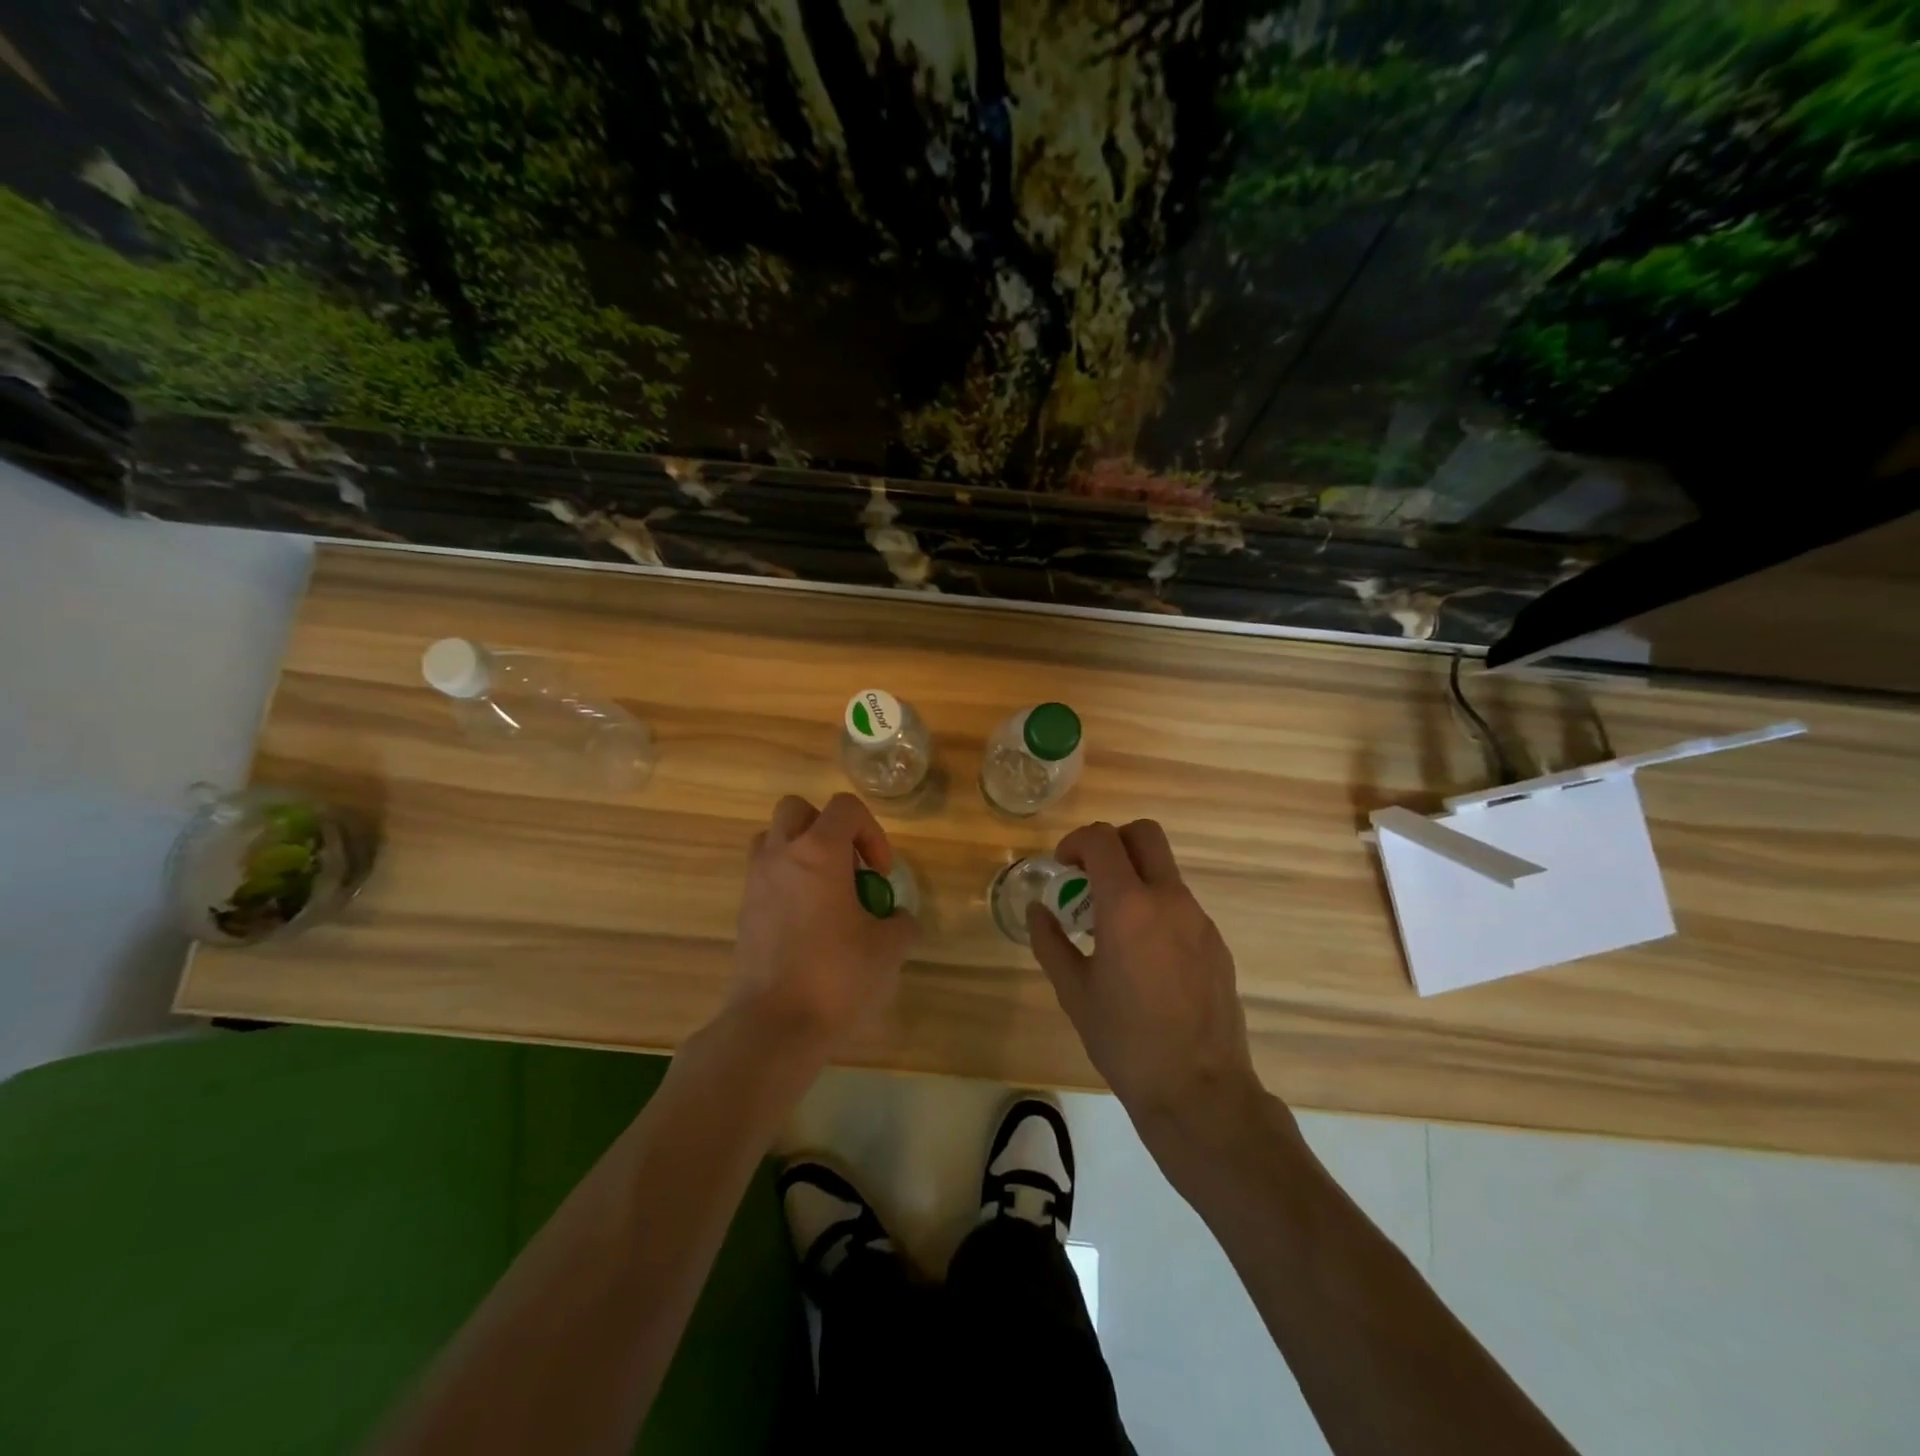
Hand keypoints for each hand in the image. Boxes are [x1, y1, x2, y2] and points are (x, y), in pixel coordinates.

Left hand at [729, 793, 918, 1057]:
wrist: (773, 1027)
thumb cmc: (836, 977)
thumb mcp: (889, 949)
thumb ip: (900, 922)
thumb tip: (895, 918)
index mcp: (819, 852)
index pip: (845, 807)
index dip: (872, 831)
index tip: (879, 873)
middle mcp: (781, 856)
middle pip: (798, 809)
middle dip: (828, 829)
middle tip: (849, 868)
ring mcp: (756, 882)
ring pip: (774, 839)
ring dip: (802, 852)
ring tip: (826, 891)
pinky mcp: (743, 911)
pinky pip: (765, 875)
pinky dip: (787, 882)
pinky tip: (808, 923)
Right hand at [1029, 820, 1262, 1136]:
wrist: (1199, 1090)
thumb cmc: (1125, 1041)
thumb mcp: (1074, 991)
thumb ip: (1050, 942)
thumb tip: (1038, 910)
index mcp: (1128, 906)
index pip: (1102, 839)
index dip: (1076, 841)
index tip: (1063, 867)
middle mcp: (1169, 900)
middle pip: (1144, 833)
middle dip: (1112, 841)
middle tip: (1090, 877)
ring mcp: (1199, 919)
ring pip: (1164, 870)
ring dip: (1134, 878)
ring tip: (1112, 927)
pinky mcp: (1216, 943)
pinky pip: (1181, 905)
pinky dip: (1156, 909)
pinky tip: (1145, 958)